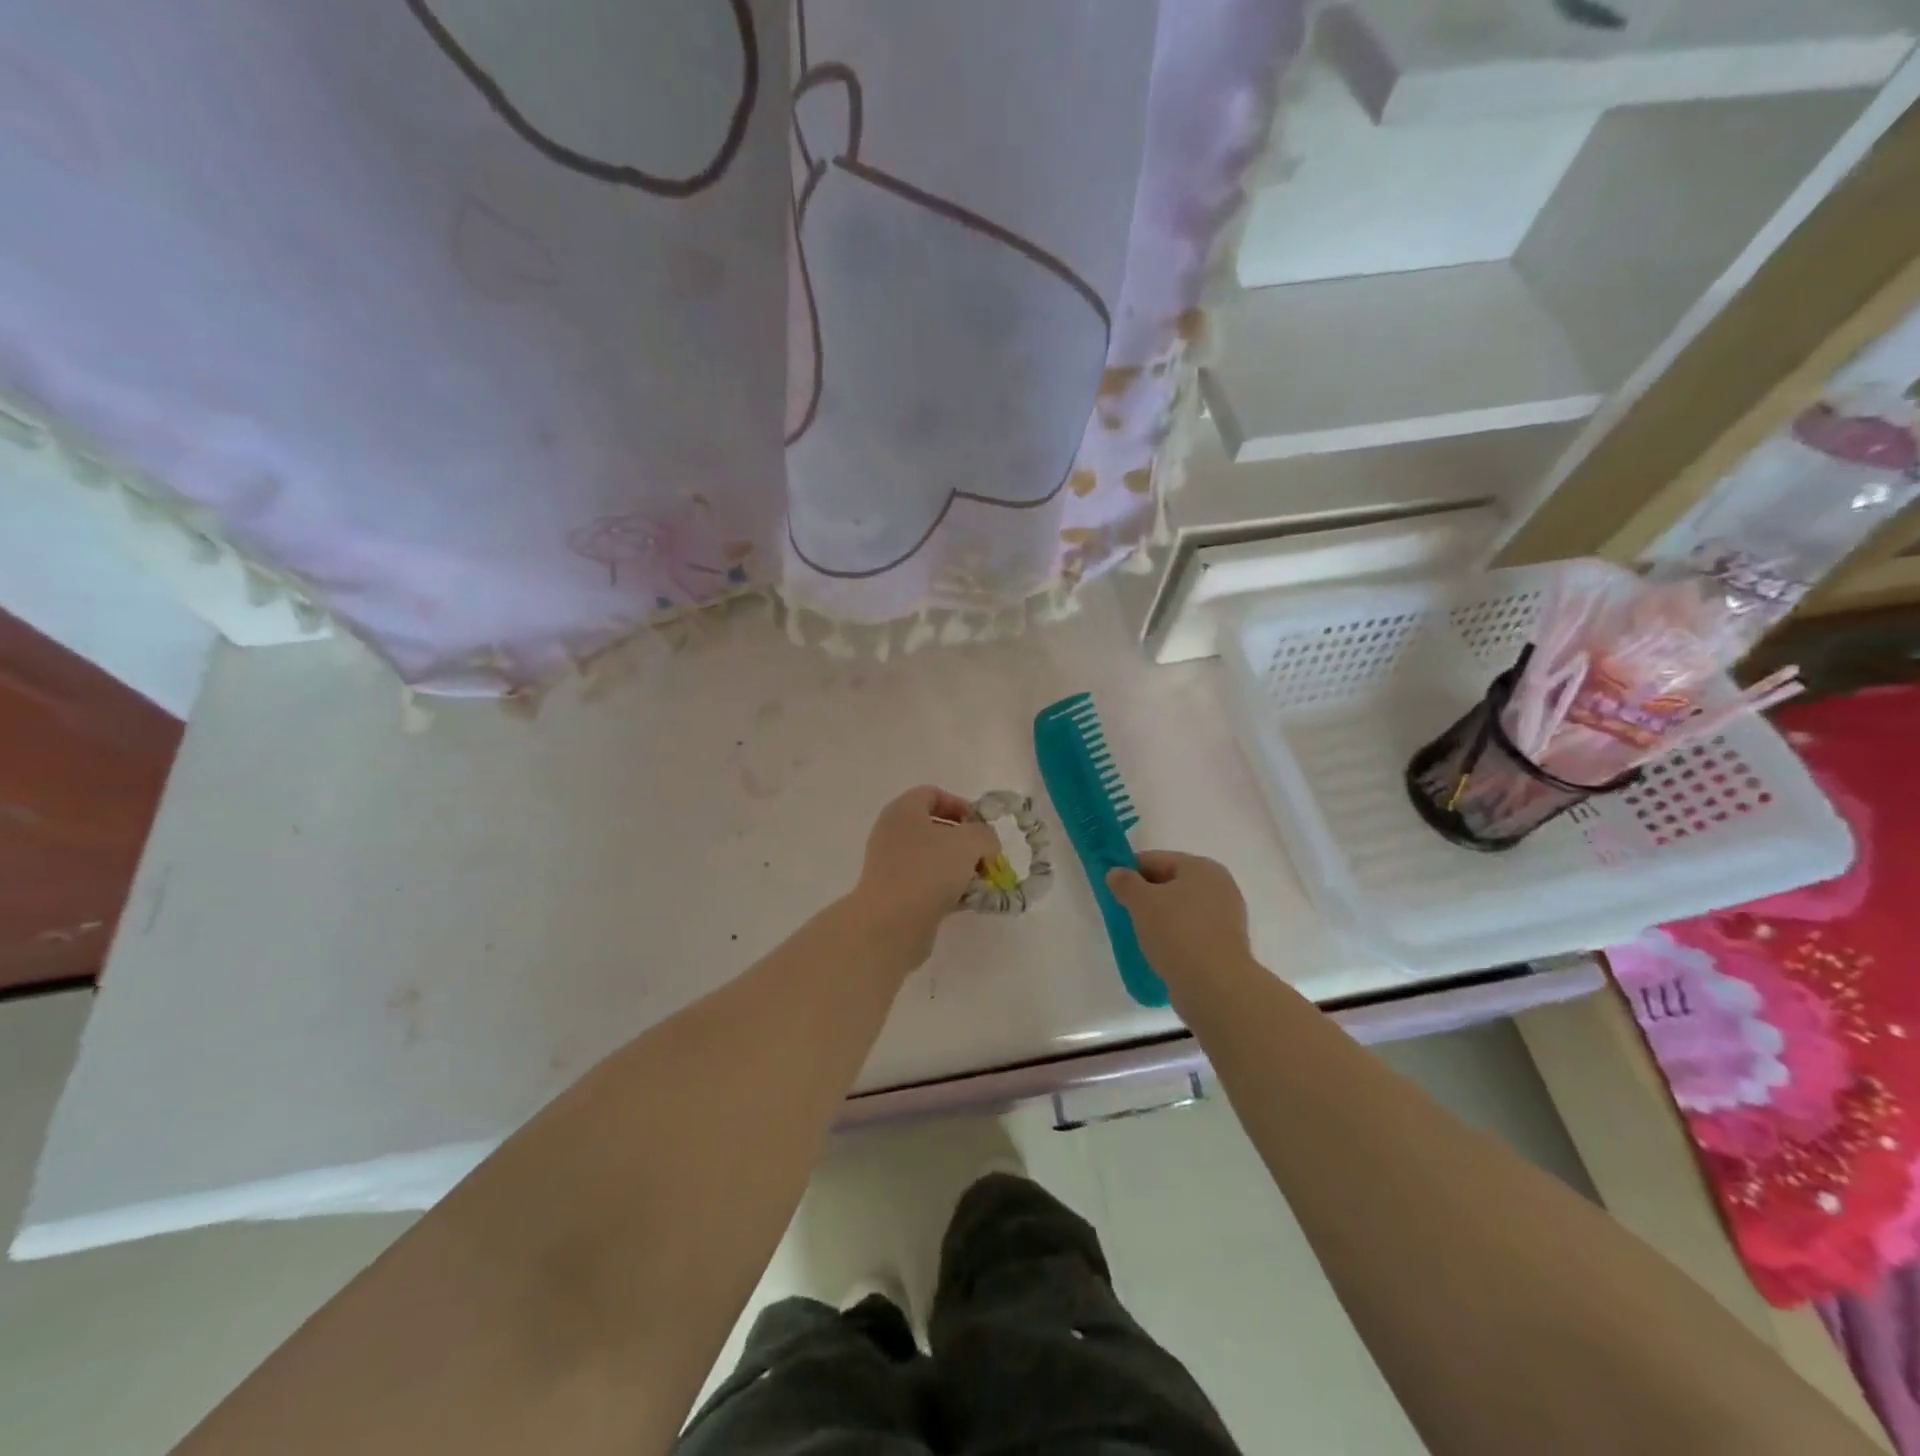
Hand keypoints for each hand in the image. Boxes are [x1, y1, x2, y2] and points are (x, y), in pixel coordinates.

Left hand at [849, 786, 1000, 963]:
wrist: (891, 923)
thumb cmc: (929, 870)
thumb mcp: (969, 843)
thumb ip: (985, 835)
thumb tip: (986, 844)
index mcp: (903, 811)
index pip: (932, 794)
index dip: (960, 805)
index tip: (982, 826)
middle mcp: (893, 834)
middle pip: (935, 828)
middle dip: (966, 843)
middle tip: (986, 858)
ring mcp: (891, 866)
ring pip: (933, 859)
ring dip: (960, 869)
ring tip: (982, 883)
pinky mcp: (895, 895)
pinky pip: (928, 884)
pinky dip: (949, 890)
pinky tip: (969, 902)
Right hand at [1106, 851, 1252, 985]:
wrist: (1215, 986)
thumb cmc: (1177, 932)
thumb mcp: (1141, 902)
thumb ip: (1125, 882)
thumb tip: (1116, 872)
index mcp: (1201, 867)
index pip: (1156, 859)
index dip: (1130, 871)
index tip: (1113, 889)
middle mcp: (1219, 886)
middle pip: (1171, 882)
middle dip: (1147, 895)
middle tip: (1125, 912)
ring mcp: (1226, 917)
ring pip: (1181, 909)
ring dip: (1160, 917)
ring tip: (1140, 934)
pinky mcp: (1225, 945)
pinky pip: (1191, 931)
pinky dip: (1175, 936)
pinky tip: (1160, 950)